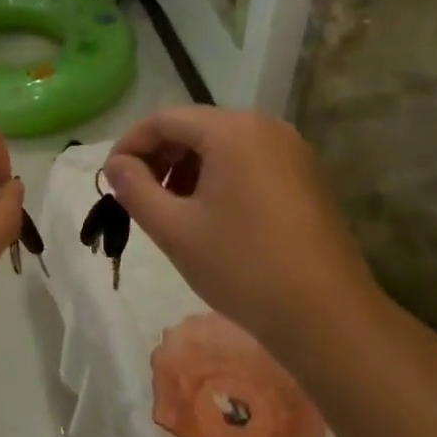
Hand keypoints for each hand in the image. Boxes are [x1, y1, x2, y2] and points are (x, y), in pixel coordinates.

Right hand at [104, 107, 383, 360]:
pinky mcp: (305, 175)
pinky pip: (247, 160)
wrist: (327, 316)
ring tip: (170, 209)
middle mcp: (264, 126)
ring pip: (221, 144)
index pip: (163, 120)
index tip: (109, 178)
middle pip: (194, 127)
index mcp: (232, 130)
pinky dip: (217, 177)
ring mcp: (291, 150)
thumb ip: (134, 188)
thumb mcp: (173, 228)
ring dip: (186, 168)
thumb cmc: (241, 267)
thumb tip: (115, 165)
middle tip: (137, 195)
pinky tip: (208, 215)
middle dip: (159, 157)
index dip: (129, 145)